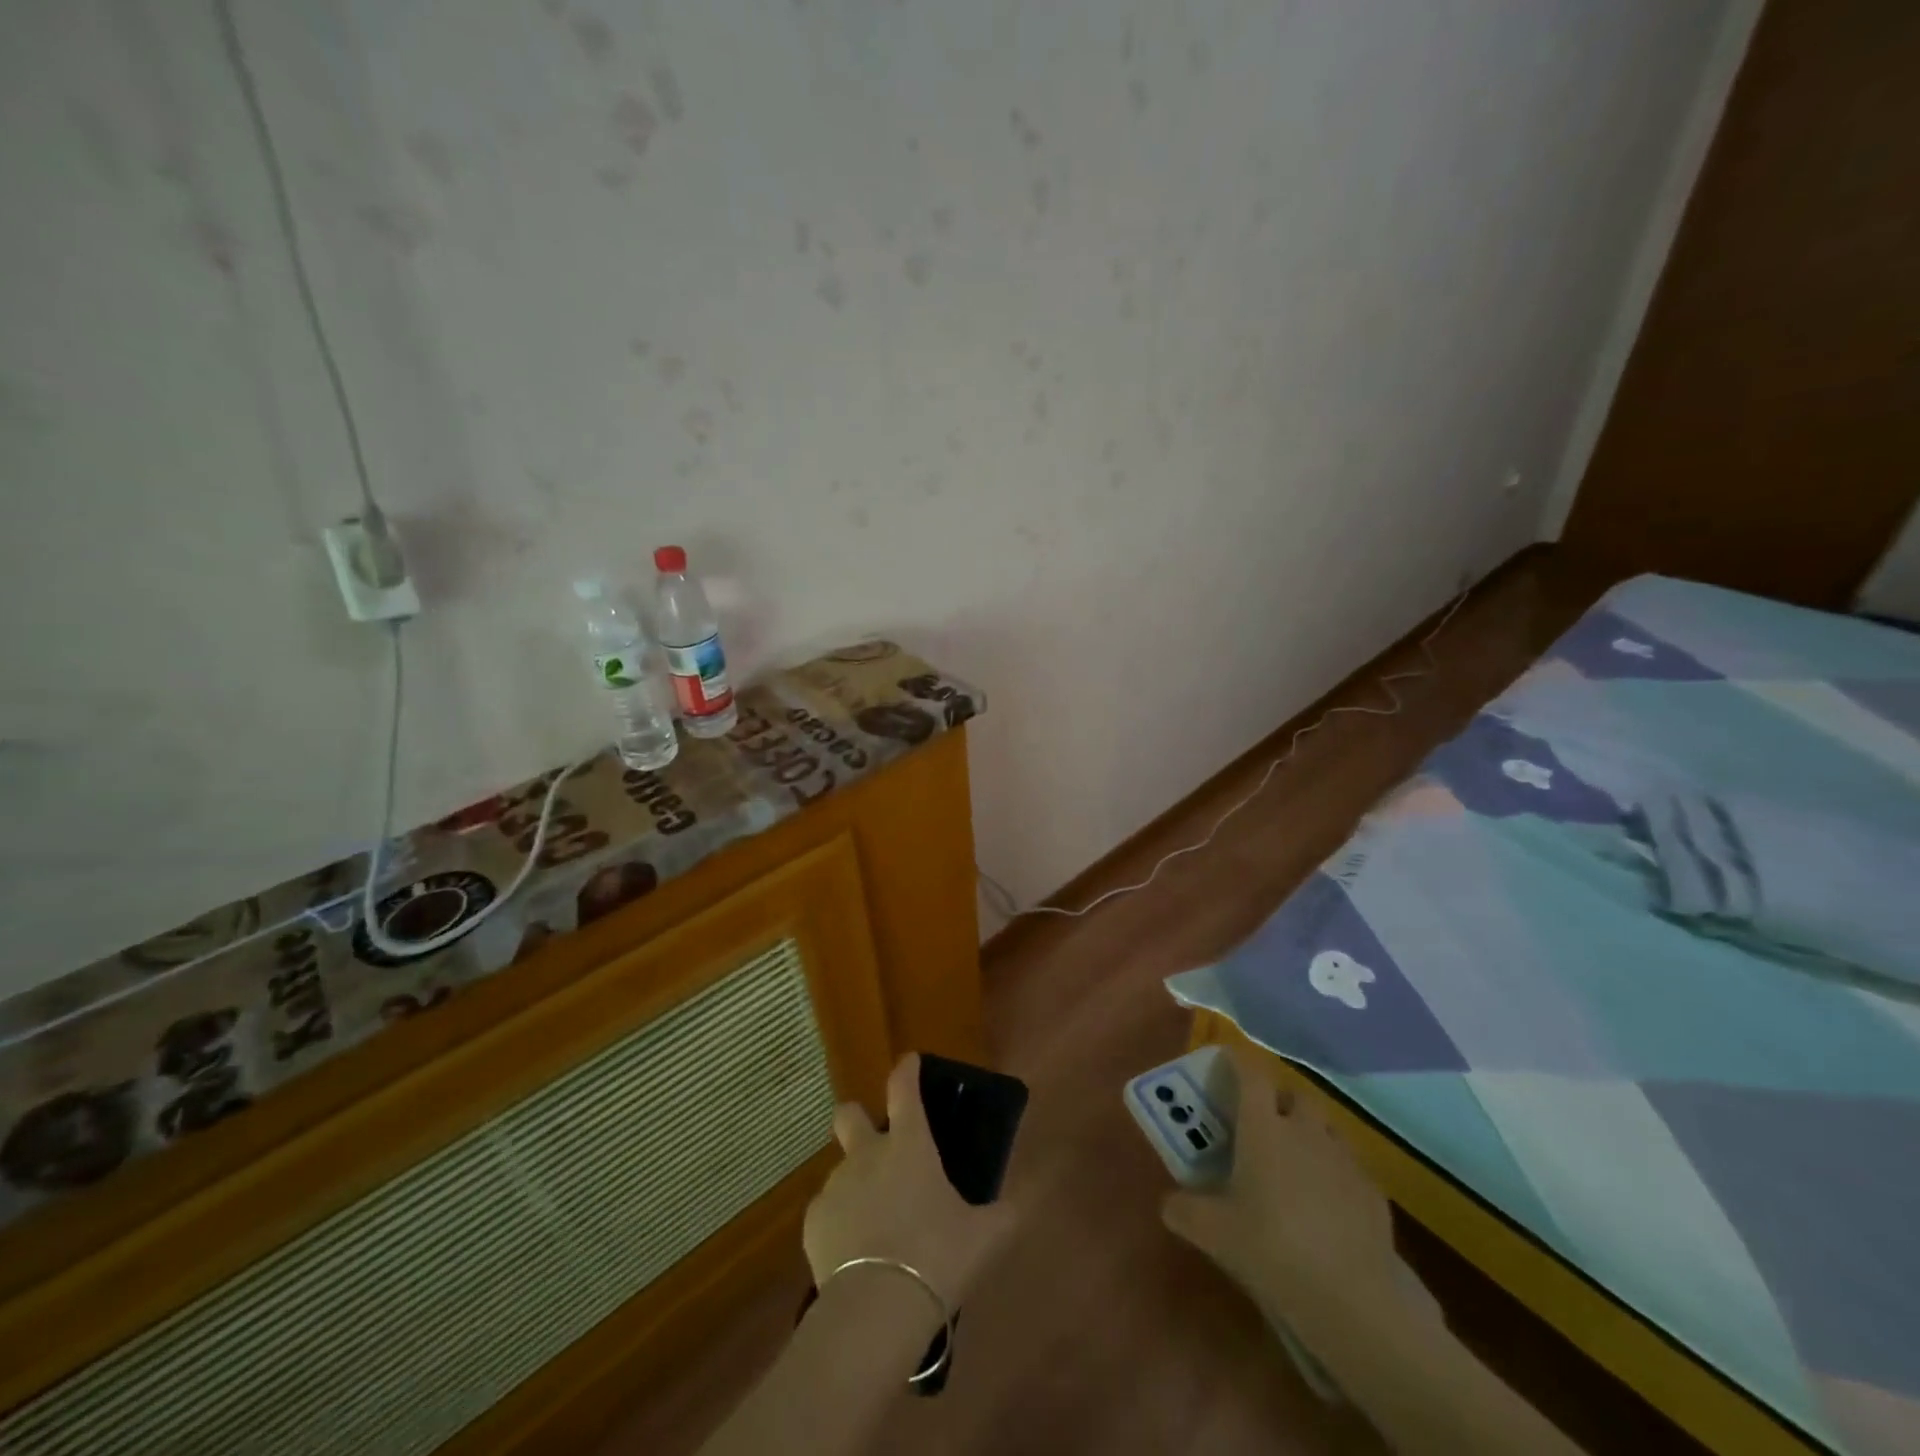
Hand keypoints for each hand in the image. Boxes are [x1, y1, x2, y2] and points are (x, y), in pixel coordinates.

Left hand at [804, 1054, 1016, 1307]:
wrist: (875, 1308)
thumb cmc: (936, 1256)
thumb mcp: (984, 1237)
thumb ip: (1002, 1215)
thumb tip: (1015, 1206)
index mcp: (909, 1144)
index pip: (903, 1088)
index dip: (906, 1069)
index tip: (910, 1061)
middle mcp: (867, 1153)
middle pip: (849, 1114)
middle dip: (857, 1118)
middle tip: (876, 1145)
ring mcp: (835, 1186)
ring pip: (841, 1170)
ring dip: (856, 1185)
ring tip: (876, 1225)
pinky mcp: (813, 1223)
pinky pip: (828, 1213)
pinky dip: (840, 1225)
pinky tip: (856, 1256)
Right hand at [1162, 1043, 1408, 1335]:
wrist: (1355, 1297)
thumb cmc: (1272, 1248)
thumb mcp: (1214, 1233)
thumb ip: (1185, 1210)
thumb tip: (1169, 1202)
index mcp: (1263, 1127)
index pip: (1251, 1072)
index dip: (1239, 1060)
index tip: (1228, 1058)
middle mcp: (1304, 1129)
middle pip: (1294, 1093)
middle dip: (1279, 1098)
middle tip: (1262, 1120)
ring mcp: (1344, 1158)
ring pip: (1326, 1126)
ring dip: (1309, 1131)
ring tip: (1295, 1160)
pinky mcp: (1374, 1192)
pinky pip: (1349, 1166)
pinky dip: (1334, 1171)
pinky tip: (1326, 1203)